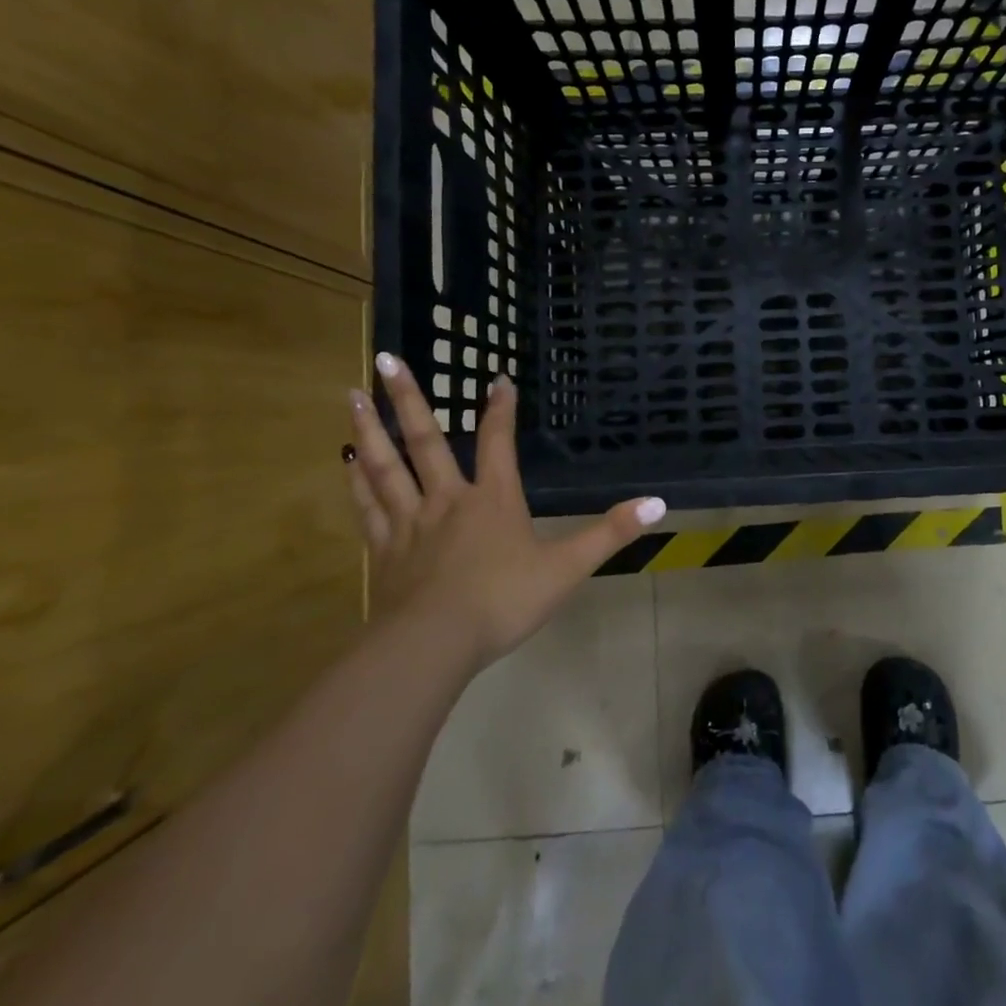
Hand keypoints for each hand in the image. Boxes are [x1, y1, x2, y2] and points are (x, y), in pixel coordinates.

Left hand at [344, 352, 665, 671]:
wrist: (434, 645)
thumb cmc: (504, 601)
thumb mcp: (567, 568)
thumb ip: (611, 533)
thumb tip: (660, 503)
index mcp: (493, 499)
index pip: (498, 442)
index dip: (500, 409)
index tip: (495, 377)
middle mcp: (447, 500)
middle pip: (425, 441)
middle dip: (409, 399)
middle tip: (387, 360)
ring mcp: (409, 524)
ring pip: (385, 466)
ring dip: (370, 429)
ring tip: (352, 395)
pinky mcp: (383, 551)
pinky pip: (368, 507)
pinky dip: (356, 483)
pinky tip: (345, 463)